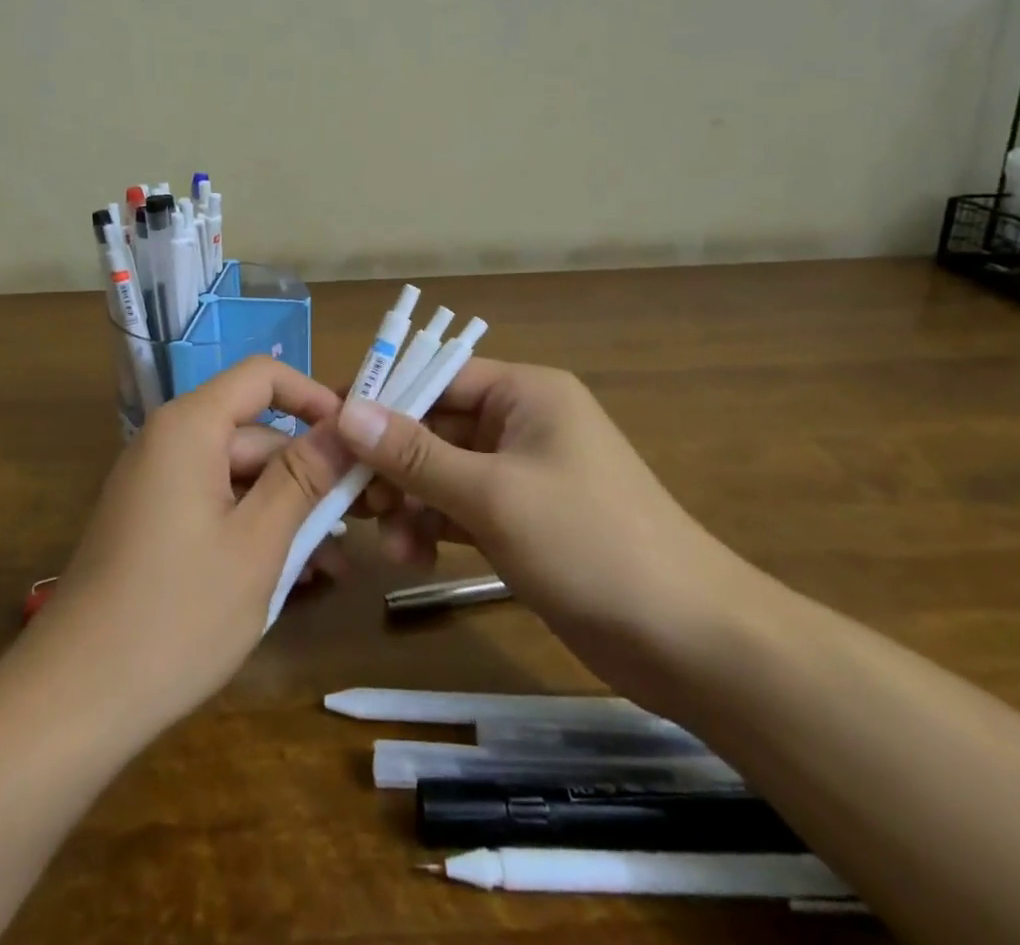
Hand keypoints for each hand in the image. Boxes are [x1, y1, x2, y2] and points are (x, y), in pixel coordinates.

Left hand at [34, 358, 355, 736]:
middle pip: (254, 434)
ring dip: (287, 511)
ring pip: (240, 478)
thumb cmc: (178, 613)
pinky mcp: (153, 524)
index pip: (262, 377)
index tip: (357, 438)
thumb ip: (304, 476)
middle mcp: (169, 442)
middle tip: (362, 519)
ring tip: (333, 564)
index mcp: (190, 427)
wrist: (75, 699)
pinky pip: (215, 507)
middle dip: (308, 473)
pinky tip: (292, 576)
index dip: (313, 397)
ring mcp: (158, 485)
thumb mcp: (257, 543)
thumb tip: (345, 425)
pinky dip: (253, 530)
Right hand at [336, 361, 748, 703]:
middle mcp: (521, 423)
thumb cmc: (590, 543)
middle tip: (350, 497)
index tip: (328, 426)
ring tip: (390, 543)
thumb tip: (347, 411)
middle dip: (392, 463)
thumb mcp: (493, 495)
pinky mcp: (522, 520)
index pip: (436, 376)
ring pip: (442, 471)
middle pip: (434, 426)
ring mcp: (521, 474)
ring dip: (411, 501)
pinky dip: (434, 527)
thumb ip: (415, 453)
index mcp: (525, 394)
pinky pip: (461, 508)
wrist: (691, 642)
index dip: (381, 398)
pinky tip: (414, 557)